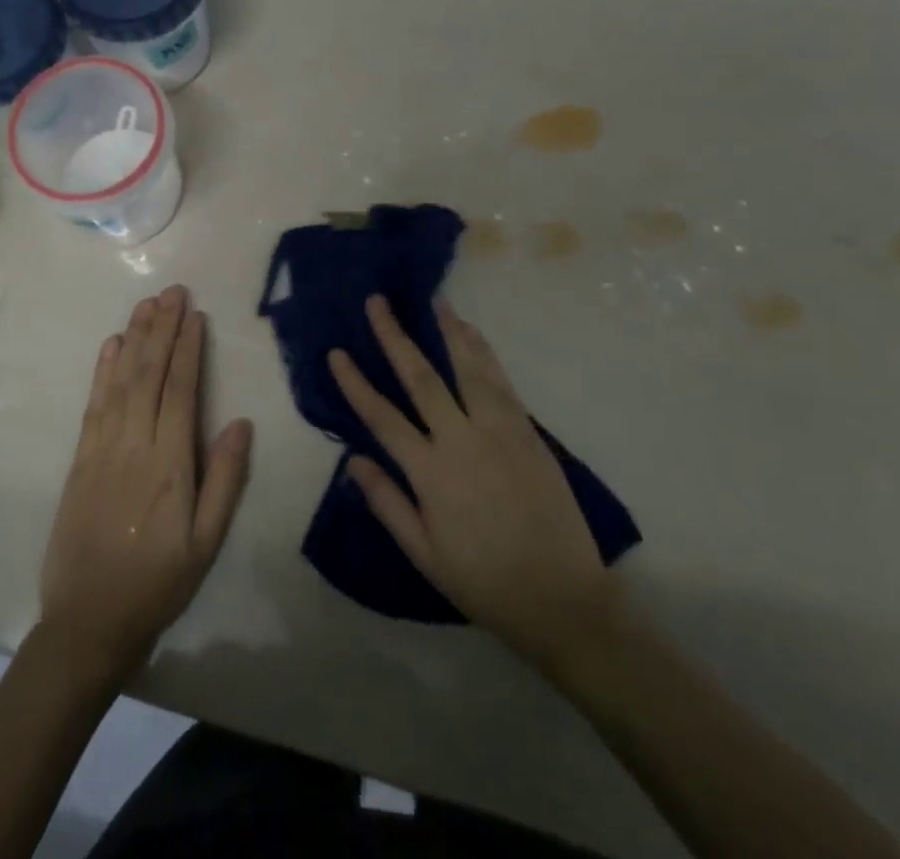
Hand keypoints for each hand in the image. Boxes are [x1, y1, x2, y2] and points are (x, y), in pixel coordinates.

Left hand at [38, 286, 253, 685]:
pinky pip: (93, 404)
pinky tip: (111, 346)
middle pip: (149, 374)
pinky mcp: (80, 459)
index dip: (188, 349)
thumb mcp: (206, 542)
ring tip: (147, 305)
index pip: (181, 390)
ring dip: (135, 338)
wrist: (88, 621)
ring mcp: (102, 449)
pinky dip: (103, 371)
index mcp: (170, 463)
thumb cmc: (158, 582)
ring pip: (121, 381)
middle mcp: (134, 445)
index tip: (194, 314)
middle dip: (162, 329)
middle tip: (172, 291)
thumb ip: (225, 479)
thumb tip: (241, 422)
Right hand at [330, 296, 619, 672]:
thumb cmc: (485, 581)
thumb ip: (387, 503)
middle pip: (421, 377)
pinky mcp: (528, 432)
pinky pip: (501, 382)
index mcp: (430, 473)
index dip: (356, 382)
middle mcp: (462, 441)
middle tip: (378, 301)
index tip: (337, 352)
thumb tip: (352, 461)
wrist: (563, 599)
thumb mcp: (424, 554)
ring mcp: (499, 431)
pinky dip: (484, 353)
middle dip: (396, 336)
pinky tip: (472, 333)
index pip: (382, 416)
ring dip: (447, 330)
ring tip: (432, 300)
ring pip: (467, 368)